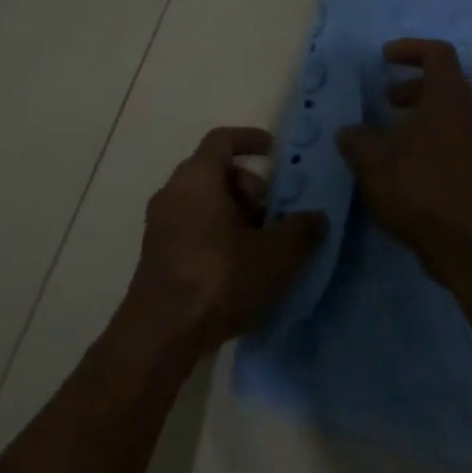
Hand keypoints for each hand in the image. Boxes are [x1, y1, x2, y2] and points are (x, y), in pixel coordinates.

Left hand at [124, 126, 327, 355]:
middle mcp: (173, 191)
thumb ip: (301, 230)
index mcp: (198, 177)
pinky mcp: (156, 253)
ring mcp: (159, 224)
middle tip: (274, 212)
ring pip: (203, 201)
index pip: (223, 139)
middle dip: (249, 186)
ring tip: (262, 245)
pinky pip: (191, 226)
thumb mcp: (276, 255)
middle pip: (214, 171)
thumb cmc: (220, 278)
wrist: (162, 332)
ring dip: (234, 213)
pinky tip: (239, 267)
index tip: (275, 153)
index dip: (250, 140)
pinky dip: (216, 232)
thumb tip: (316, 217)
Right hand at [337, 39, 471, 278]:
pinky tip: (402, 166)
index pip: (438, 54)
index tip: (384, 58)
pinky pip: (453, 140)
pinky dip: (428, 139)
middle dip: (412, 86)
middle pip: (445, 83)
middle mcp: (470, 114)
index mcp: (449, 99)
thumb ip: (357, 140)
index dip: (410, 49)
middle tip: (385, 100)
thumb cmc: (419, 189)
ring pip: (449, 114)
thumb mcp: (373, 161)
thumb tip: (349, 132)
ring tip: (387, 137)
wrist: (468, 244)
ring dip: (418, 116)